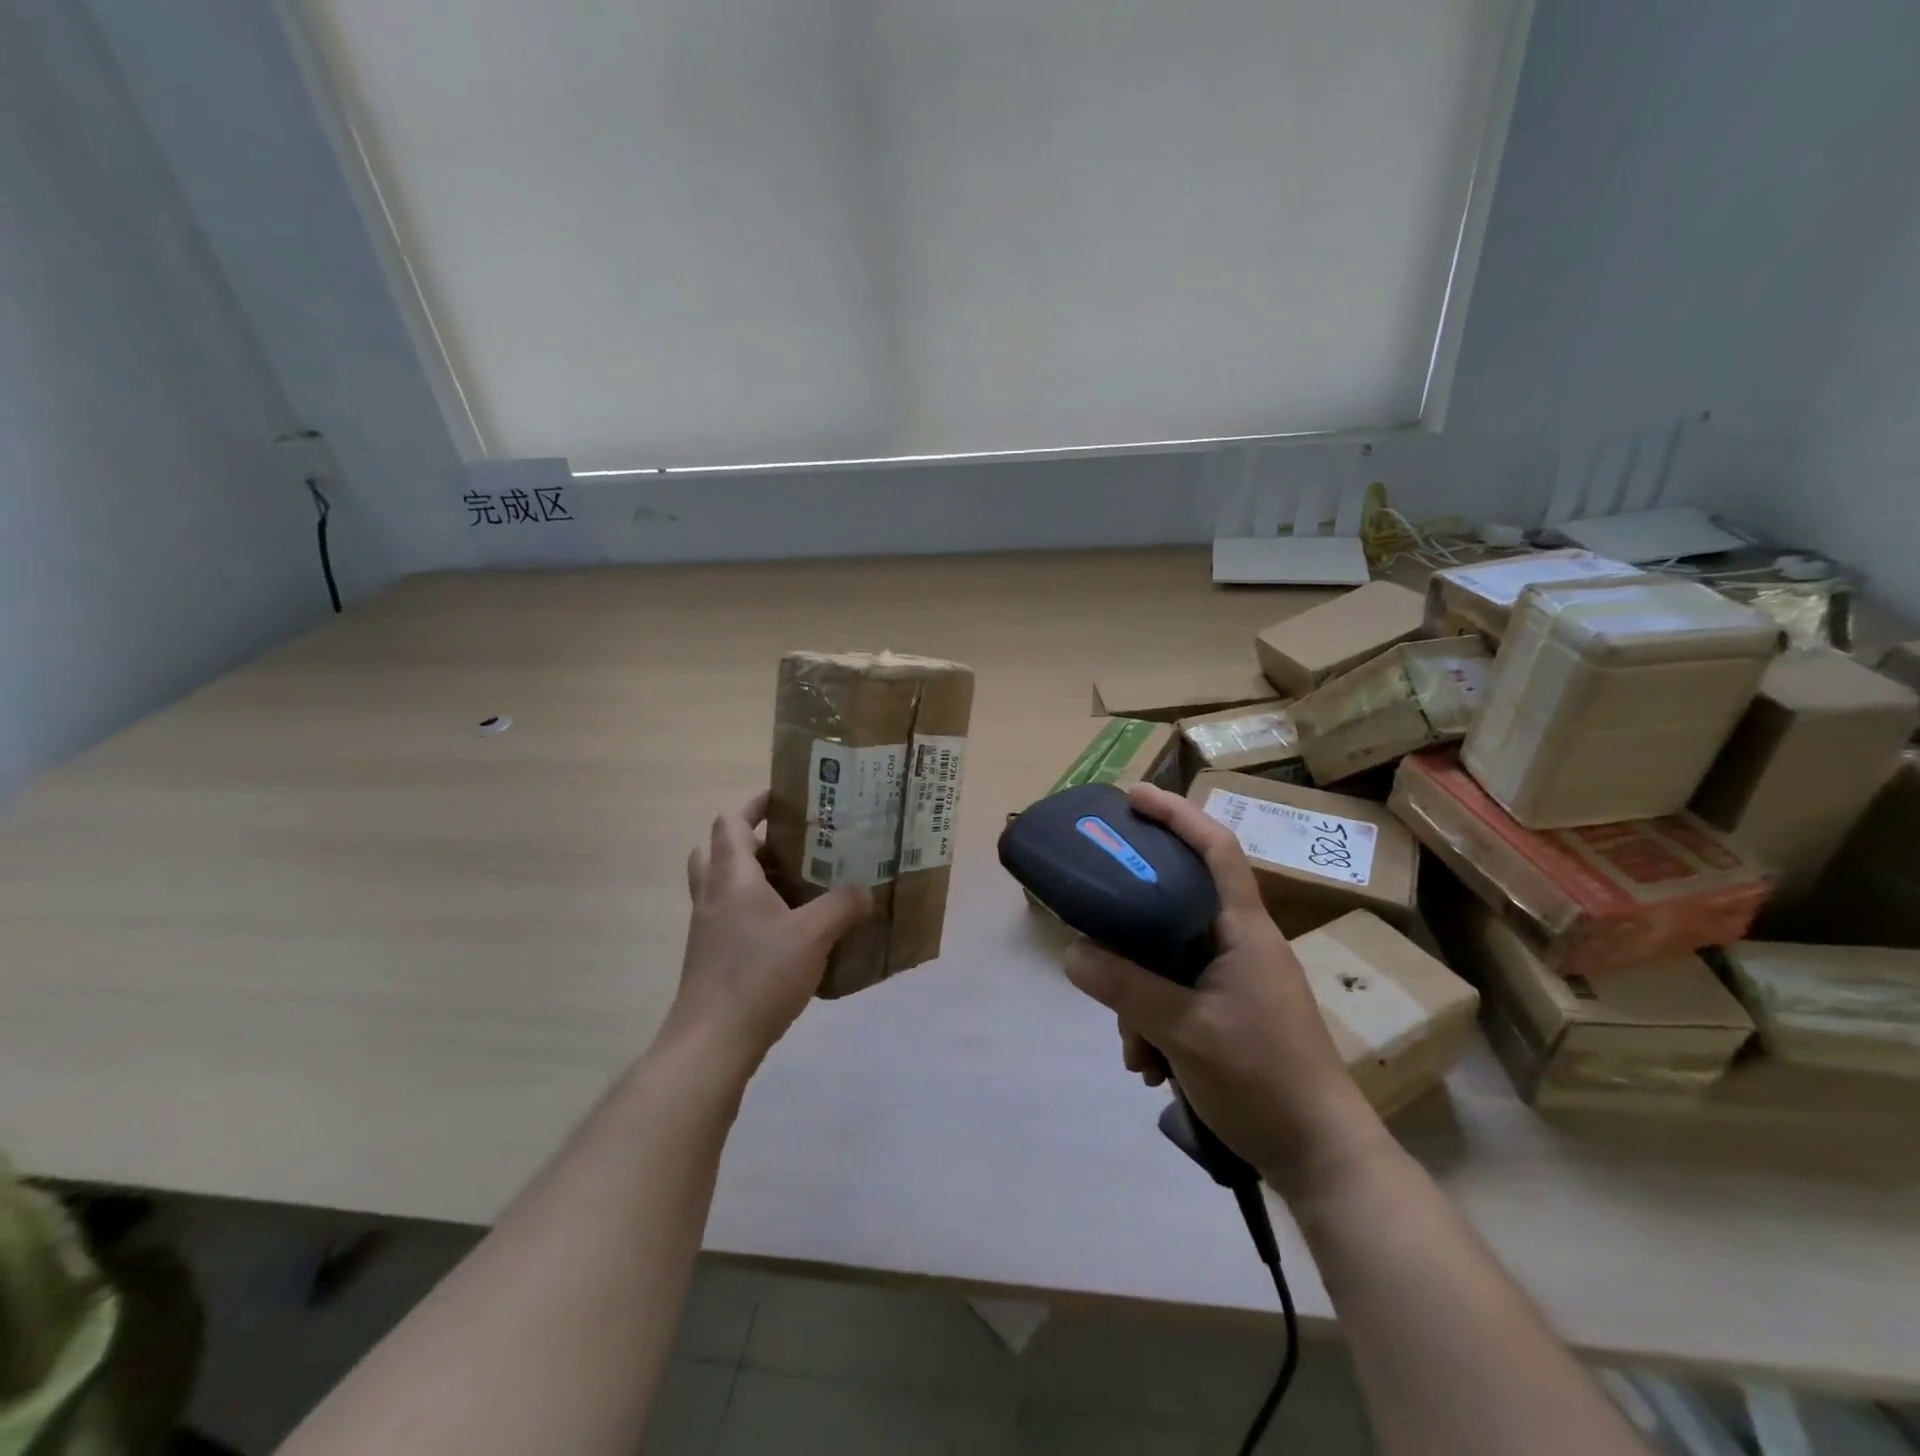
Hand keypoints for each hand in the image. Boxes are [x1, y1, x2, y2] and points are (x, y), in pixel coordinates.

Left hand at [666, 791, 872, 1078]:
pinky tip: (792, 928)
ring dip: (755, 875)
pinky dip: (757, 909)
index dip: (755, 802)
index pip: (732, 821)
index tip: (787, 796)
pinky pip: (732, 916)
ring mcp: (708, 928)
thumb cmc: (758, 976)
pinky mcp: (712, 956)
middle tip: (791, 842)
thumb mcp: (813, 935)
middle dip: (751, 838)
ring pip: (724, 884)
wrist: (712, 1042)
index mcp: (732, 878)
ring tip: (799, 881)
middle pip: (718, 848)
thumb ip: (843, 906)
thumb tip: (866, 891)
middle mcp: (713, 895)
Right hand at [1062, 784, 1387, 1194]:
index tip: (1133, 797)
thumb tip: (1072, 952)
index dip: (1176, 814)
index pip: (1216, 849)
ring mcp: (1238, 980)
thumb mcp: (1185, 1031)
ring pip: (1170, 959)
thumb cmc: (1264, 1081)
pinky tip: (1149, 1066)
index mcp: (1243, 931)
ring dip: (1140, 996)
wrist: (1323, 1158)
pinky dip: (1155, 1022)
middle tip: (1094, 923)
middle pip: (1177, 904)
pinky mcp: (1232, 1013)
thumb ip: (1127, 988)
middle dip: (1132, 927)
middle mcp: (1241, 944)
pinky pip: (1178, 995)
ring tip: (1133, 1049)